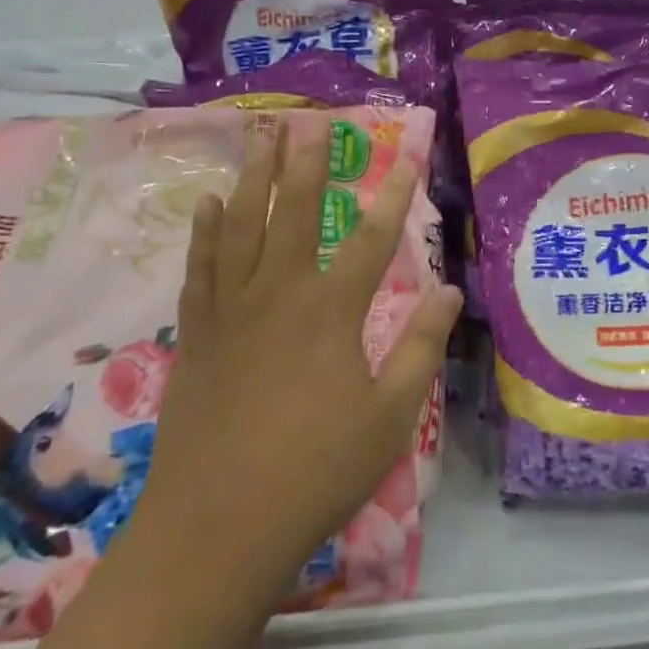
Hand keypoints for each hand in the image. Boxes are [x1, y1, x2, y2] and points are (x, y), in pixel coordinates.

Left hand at [135, 119, 461, 590]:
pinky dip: (205, 232)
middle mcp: (280, 294)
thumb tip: (451, 289)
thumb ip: (420, 346)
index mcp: (332, 311)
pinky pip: (200, 268)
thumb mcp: (390, 415)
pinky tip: (209, 202)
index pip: (374, 239)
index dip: (396, 194)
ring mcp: (232, 310)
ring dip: (255, 178)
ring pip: (243, 227)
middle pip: (297, 213)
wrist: (218, 528)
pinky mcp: (197, 334)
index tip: (408, 155)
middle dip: (307, 164)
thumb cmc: (316, 471)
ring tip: (261, 137)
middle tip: (309, 120)